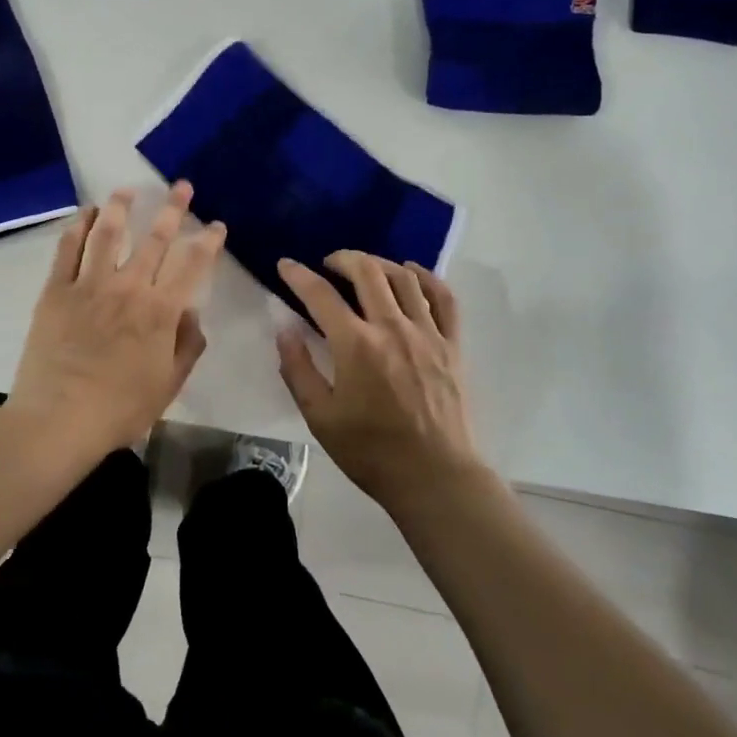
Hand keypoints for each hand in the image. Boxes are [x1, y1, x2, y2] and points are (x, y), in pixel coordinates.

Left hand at [9, 182, 225, 453]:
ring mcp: (89, 285)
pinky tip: (84, 213)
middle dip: (172, 209)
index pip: (191, 266)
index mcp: (159, 311)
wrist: (58, 421)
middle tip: (182, 186)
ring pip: (107, 233)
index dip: (208, 242)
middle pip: (154, 239)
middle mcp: (128, 288)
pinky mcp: (56, 291)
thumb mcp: (168, 385)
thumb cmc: (119, 409)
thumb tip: (191, 311)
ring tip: (126, 189)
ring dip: (120, 207)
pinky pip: (67, 250)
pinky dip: (77, 226)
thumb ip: (186, 345)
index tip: (216, 225)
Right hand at [275, 251, 484, 508]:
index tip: (286, 265)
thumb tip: (284, 330)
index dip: (297, 275)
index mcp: (355, 345)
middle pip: (367, 272)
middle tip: (328, 263)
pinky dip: (426, 277)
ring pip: (404, 277)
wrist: (435, 478)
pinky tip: (412, 273)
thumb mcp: (320, 417)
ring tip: (365, 267)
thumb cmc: (371, 452)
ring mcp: (427, 333)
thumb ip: (298, 369)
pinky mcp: (452, 345)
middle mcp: (392, 328)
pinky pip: (444, 298)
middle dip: (342, 258)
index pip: (319, 295)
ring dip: (379, 263)